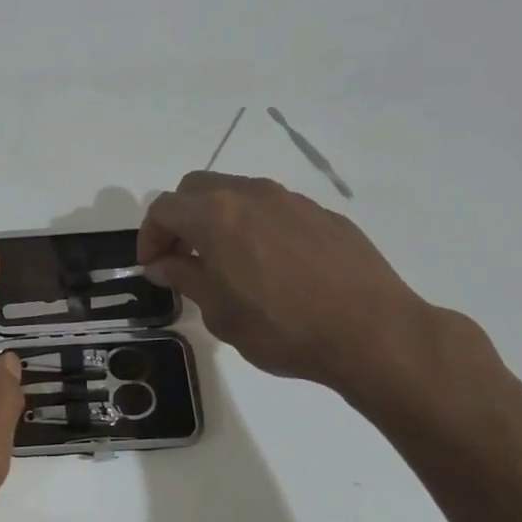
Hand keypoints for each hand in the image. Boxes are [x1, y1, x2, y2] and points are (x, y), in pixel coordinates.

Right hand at [137, 171, 444, 397]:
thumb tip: (162, 264)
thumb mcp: (219, 312)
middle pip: (197, 188)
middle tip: (181, 257)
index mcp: (216, 215)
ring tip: (226, 262)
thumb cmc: (282, 327)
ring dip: (219, 219)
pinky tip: (272, 267)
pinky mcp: (323, 214)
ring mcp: (291, 200)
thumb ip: (185, 278)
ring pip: (238, 194)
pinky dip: (256, 227)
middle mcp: (251, 194)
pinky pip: (274, 210)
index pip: (163, 209)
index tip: (152, 267)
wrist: (373, 333)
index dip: (149, 236)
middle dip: (180, 218)